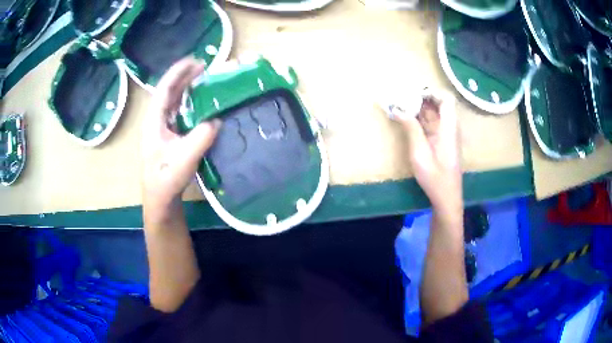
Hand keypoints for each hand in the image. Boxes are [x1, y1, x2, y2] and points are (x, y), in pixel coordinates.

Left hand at [141, 57, 220, 224]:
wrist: (160, 200)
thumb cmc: (166, 181)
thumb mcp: (184, 159)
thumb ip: (200, 138)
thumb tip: (216, 119)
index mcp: (154, 121)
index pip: (164, 89)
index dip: (178, 72)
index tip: (194, 60)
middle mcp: (156, 121)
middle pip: (168, 92)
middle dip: (184, 77)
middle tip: (203, 66)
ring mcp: (161, 129)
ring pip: (173, 101)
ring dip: (186, 88)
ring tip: (202, 78)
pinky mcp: (168, 136)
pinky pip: (178, 112)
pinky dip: (189, 102)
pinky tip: (200, 102)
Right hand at [394, 90, 461, 214]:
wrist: (447, 198)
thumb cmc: (435, 178)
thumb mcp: (420, 154)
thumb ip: (411, 129)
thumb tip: (397, 108)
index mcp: (449, 128)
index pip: (446, 99)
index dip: (431, 92)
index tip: (413, 93)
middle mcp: (449, 128)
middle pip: (438, 104)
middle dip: (420, 98)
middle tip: (401, 97)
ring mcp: (446, 135)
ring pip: (434, 113)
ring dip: (418, 108)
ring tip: (400, 105)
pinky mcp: (441, 141)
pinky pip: (431, 124)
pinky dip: (419, 119)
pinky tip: (406, 119)